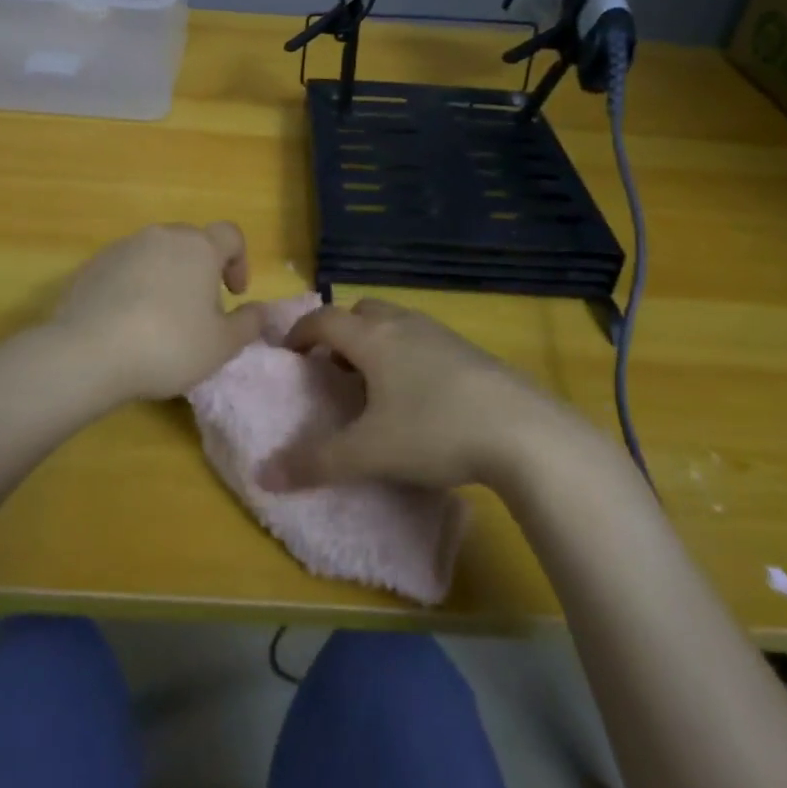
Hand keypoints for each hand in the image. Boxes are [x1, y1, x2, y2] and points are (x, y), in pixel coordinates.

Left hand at [51, 222, 266, 406]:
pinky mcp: (92, 266)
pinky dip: (133, 287)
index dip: (239, 261)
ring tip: (160, 320)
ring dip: (166, 277)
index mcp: (199, 247)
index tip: (234, 294)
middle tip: (199, 312)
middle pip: (191, 242)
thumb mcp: (221, 345)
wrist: (87, 352)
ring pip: (156, 254)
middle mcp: (161, 236)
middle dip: (201, 271)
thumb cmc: (169, 345)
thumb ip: (248, 324)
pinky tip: (127, 323)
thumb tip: (261, 310)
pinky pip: (125, 269)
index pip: (230, 235)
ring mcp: (123, 248)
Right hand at [260, 299, 576, 490]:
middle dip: (341, 331)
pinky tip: (418, 395)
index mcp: (373, 338)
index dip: (300, 332)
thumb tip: (263, 475)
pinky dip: (406, 353)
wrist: (523, 431)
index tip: (288, 353)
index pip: (324, 319)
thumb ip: (315, 463)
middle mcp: (404, 325)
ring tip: (373, 383)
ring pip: (396, 322)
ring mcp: (441, 335)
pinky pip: (423, 339)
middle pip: (362, 311)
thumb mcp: (369, 453)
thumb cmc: (434, 431)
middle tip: (333, 367)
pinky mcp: (470, 352)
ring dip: (375, 341)